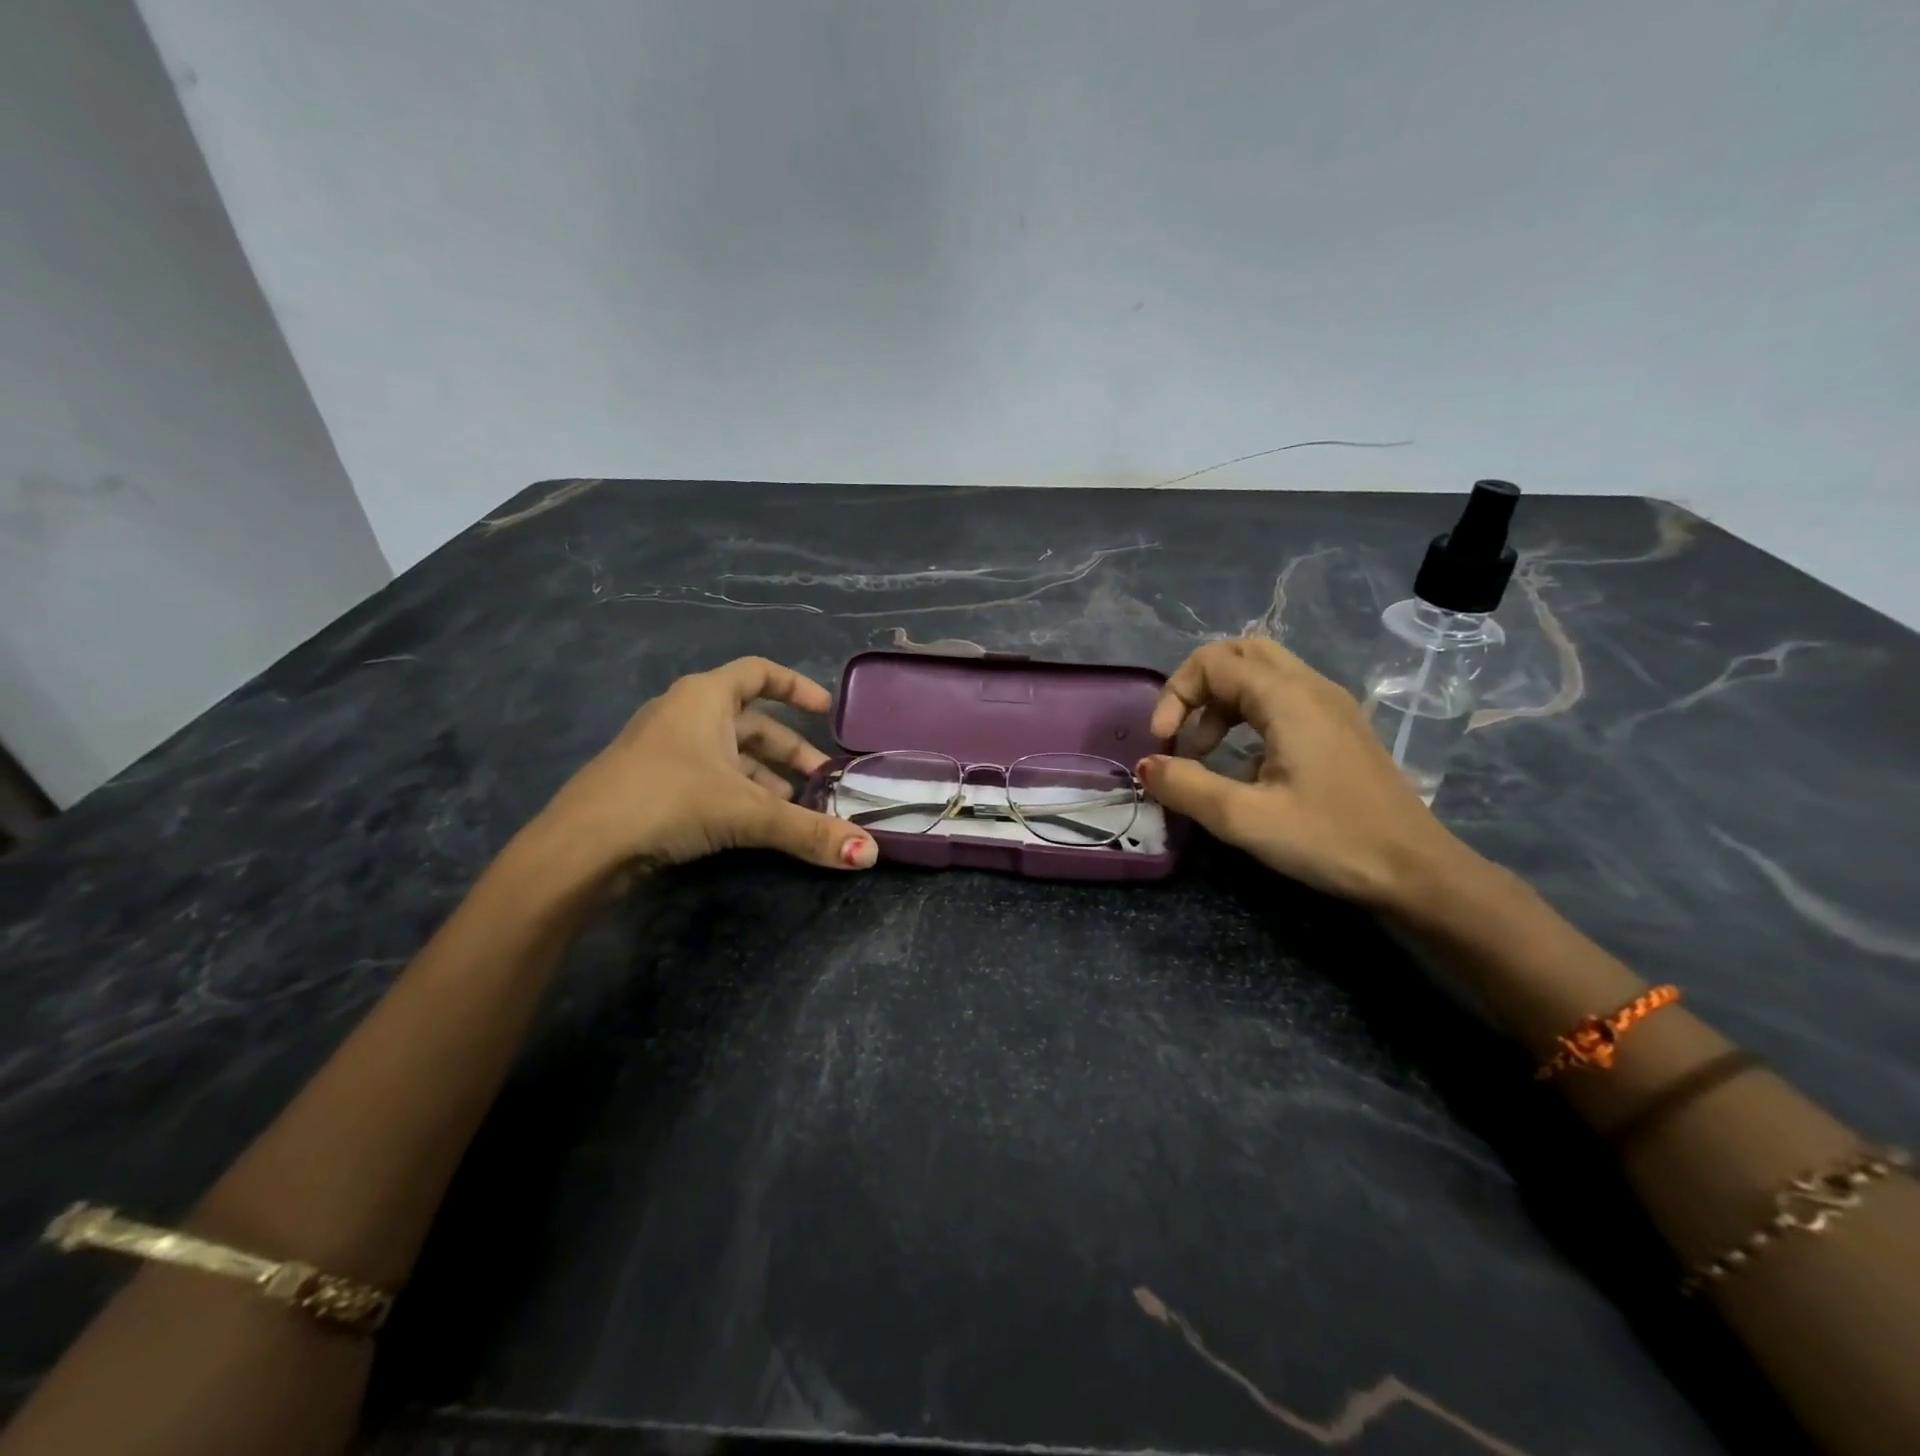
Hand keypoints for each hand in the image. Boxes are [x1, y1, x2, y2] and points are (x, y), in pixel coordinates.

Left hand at [542, 657, 876, 873]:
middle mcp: (684, 714)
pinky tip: (755, 823)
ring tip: (796, 808)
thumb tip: (870, 854)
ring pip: (731, 754)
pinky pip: (709, 776)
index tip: (827, 711)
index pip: (759, 672)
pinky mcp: (652, 783)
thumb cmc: (668, 800)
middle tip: (823, 780)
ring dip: (767, 777)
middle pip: (752, 722)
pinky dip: (739, 792)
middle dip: (791, 751)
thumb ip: (809, 831)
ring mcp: (664, 749)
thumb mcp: (747, 811)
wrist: (581, 846)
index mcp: (704, 698)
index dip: (797, 687)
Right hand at [1139, 640, 1480, 910]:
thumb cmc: (1331, 840)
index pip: (1213, 662)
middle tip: (1181, 731)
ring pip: (1262, 673)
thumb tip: (1146, 766)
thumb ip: (1187, 787)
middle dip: (1198, 686)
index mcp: (1288, 698)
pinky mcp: (1339, 727)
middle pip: (1240, 653)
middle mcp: (1311, 687)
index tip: (1163, 743)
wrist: (1416, 870)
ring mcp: (1330, 705)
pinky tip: (1243, 764)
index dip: (1176, 695)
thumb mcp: (1245, 820)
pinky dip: (1247, 714)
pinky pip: (1282, 697)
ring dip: (1221, 701)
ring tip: (1204, 752)